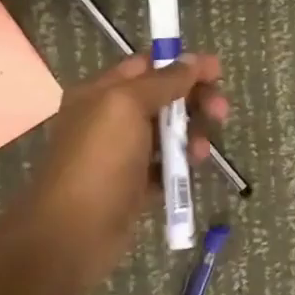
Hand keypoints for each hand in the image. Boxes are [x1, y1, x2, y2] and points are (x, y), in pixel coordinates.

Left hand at [0, 53, 229, 294]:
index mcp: (100, 93)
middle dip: (194, 100)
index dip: (182, 65)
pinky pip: (166, 166)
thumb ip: (162, 81)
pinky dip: (181, 164)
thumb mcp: (126, 106)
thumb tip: (192, 60)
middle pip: (163, 98)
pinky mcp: (134, 186)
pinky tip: (192, 170)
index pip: (146, 66)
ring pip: (168, 133)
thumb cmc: (98, 161)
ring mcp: (122, 155)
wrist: (73, 233)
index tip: (217, 71)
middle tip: (221, 112)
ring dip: (192, 134)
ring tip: (201, 151)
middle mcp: (110, 119)